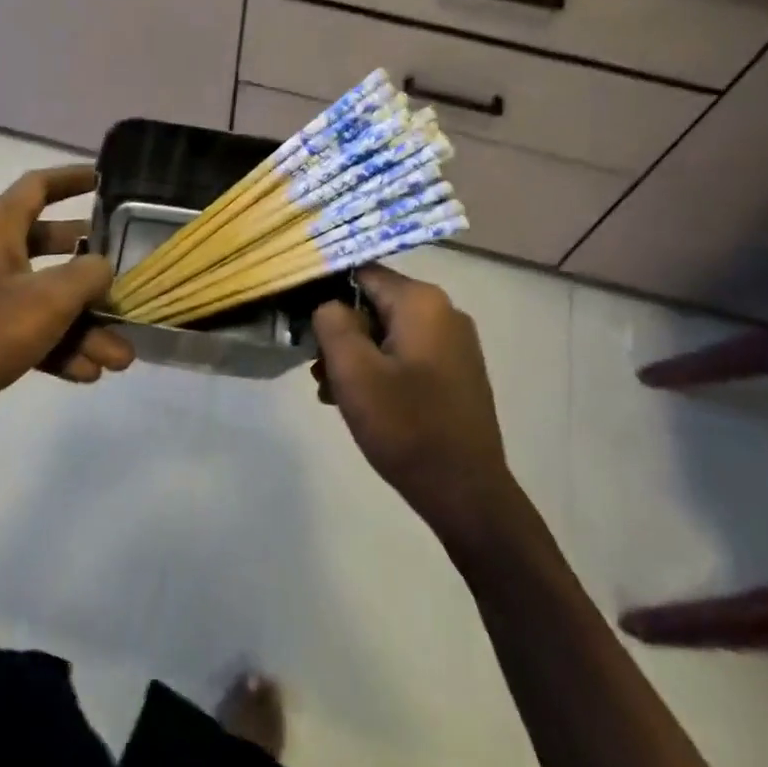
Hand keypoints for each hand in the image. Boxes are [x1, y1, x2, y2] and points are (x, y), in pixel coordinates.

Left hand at [0, 165, 134, 448]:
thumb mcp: (48, 298)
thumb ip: (88, 274)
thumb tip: (104, 267)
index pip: (37, 186)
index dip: (71, 178)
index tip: (104, 179)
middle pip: (52, 245)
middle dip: (93, 268)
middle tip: (125, 274)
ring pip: (47, 298)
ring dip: (85, 326)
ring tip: (121, 357)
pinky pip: (32, 331)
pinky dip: (60, 347)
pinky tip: (89, 373)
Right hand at [313, 266, 518, 544]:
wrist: (467, 493)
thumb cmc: (407, 427)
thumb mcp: (354, 372)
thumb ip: (332, 323)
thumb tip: (328, 304)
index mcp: (422, 302)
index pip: (361, 273)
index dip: (325, 291)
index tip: (300, 319)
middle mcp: (444, 311)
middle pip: (374, 304)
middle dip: (340, 333)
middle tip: (316, 370)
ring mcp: (454, 343)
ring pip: (387, 332)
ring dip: (356, 356)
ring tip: (331, 393)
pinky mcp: (455, 372)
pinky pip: (406, 355)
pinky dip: (379, 370)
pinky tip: (360, 403)